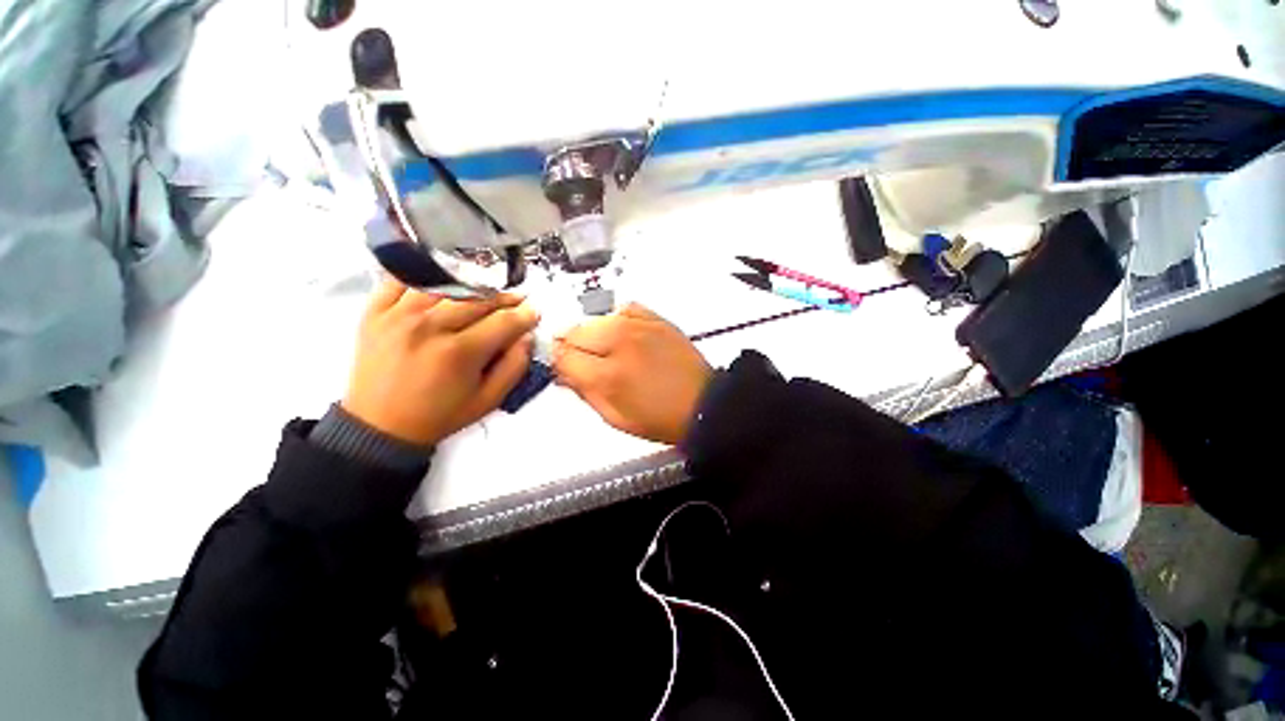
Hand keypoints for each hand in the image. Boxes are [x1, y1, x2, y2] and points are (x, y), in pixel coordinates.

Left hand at [342, 278, 539, 445]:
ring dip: (471, 285)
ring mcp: (398, 316)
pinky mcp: (375, 312)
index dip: (525, 315)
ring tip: (484, 292)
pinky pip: (402, 280)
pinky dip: (425, 277)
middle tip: (517, 300)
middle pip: (478, 298)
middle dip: (504, 298)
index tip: (534, 312)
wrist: (379, 426)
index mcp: (459, 353)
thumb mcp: (488, 400)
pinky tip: (441, 284)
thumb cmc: (440, 415)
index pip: (503, 321)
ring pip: (445, 284)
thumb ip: (514, 366)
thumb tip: (526, 336)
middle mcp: (429, 327)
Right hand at [553, 303, 711, 444]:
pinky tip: (624, 335)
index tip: (565, 369)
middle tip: (585, 361)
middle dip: (572, 346)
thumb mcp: (614, 417)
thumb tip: (562, 372)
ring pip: (595, 318)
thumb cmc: (659, 418)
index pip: (562, 355)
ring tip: (607, 351)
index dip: (558, 363)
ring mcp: (639, 326)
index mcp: (607, 375)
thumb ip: (583, 392)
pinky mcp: (655, 318)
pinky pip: (623, 309)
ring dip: (593, 334)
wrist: (703, 403)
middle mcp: (619, 343)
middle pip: (573, 331)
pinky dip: (617, 320)